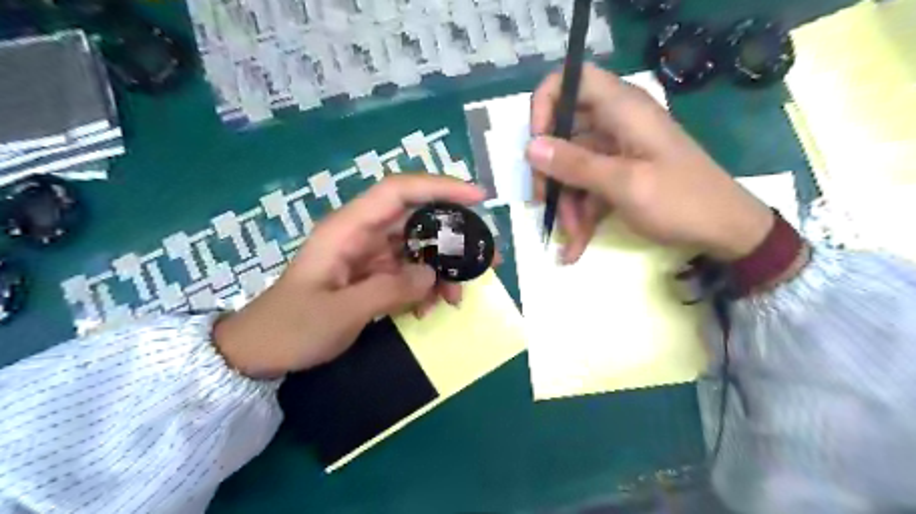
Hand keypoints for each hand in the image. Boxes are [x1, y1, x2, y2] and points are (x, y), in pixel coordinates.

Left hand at [213, 173, 484, 377]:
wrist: (260, 352)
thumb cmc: (291, 327)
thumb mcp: (340, 312)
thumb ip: (388, 290)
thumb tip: (432, 274)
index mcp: (347, 229)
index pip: (399, 191)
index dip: (439, 187)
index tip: (478, 197)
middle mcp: (361, 235)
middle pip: (416, 220)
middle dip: (454, 237)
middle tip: (485, 257)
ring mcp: (368, 256)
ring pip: (417, 249)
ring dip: (442, 270)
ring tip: (456, 297)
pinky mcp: (372, 276)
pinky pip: (408, 272)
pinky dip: (424, 287)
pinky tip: (430, 308)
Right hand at [522, 64, 770, 261]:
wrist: (724, 231)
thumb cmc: (680, 201)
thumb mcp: (624, 183)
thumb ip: (575, 164)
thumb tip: (529, 147)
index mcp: (622, 108)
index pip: (571, 79)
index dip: (546, 105)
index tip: (536, 144)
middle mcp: (615, 123)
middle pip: (563, 132)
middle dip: (550, 172)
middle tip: (543, 203)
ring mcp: (616, 151)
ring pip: (572, 167)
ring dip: (566, 203)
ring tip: (570, 239)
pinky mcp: (618, 175)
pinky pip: (587, 188)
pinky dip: (580, 215)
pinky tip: (575, 247)